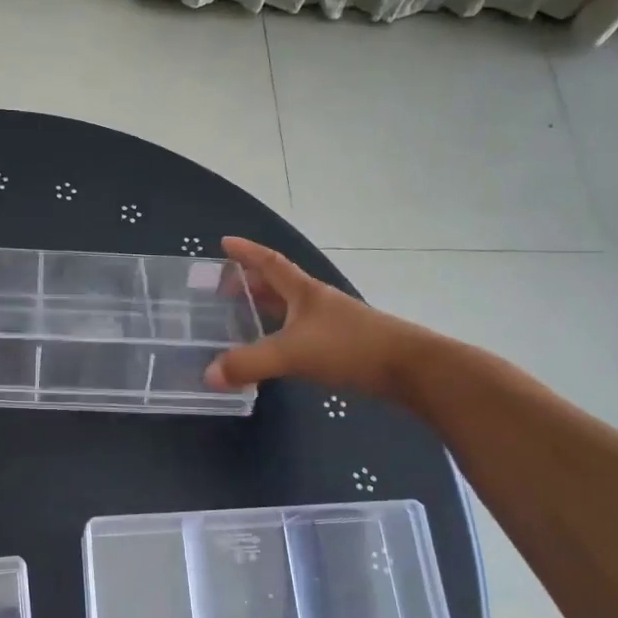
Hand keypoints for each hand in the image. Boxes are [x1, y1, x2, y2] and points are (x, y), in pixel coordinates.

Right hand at [204, 237, 437, 399]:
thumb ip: (249, 363)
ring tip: (240, 318)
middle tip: (222, 288)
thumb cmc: (349, 347)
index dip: (247, 252)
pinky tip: (272, 350)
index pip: (270, 263)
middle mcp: (315, 302)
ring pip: (289, 309)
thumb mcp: (292, 353)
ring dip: (264, 309)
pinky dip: (279, 334)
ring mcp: (330, 323)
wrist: (408, 367)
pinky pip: (298, 332)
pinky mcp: (339, 345)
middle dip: (250, 282)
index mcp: (304, 291)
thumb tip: (208, 375)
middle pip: (278, 284)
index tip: (225, 243)